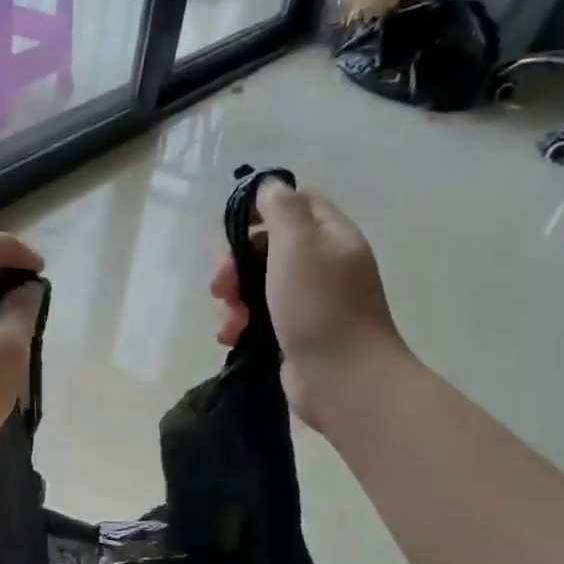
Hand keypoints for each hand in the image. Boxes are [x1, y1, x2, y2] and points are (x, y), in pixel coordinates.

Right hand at [211, 180, 407, 430]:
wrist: (343, 379)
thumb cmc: (319, 306)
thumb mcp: (298, 244)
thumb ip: (282, 209)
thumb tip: (270, 185)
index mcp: (331, 236)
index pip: (297, 204)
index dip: (262, 210)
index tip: (234, 229)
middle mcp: (324, 264)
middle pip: (271, 246)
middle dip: (238, 261)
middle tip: (220, 283)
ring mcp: (311, 301)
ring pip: (261, 284)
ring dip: (235, 297)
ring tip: (228, 318)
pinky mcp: (296, 333)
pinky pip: (262, 316)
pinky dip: (242, 323)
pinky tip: (231, 336)